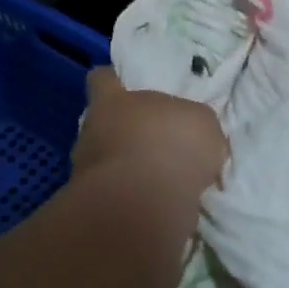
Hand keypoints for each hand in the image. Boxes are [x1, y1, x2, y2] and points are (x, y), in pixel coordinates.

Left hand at [73, 68, 226, 202]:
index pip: (102, 79)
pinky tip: (160, 206)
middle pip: (103, 124)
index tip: (125, 86)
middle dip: (125, 132)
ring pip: (107, 163)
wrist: (146, 203)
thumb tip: (190, 133)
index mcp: (112, 101)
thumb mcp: (202, 122)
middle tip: (155, 141)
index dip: (113, 81)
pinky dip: (135, 200)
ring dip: (129, 170)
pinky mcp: (94, 207)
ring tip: (161, 181)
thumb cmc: (172, 144)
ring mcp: (86, 172)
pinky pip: (117, 197)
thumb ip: (192, 122)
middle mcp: (91, 132)